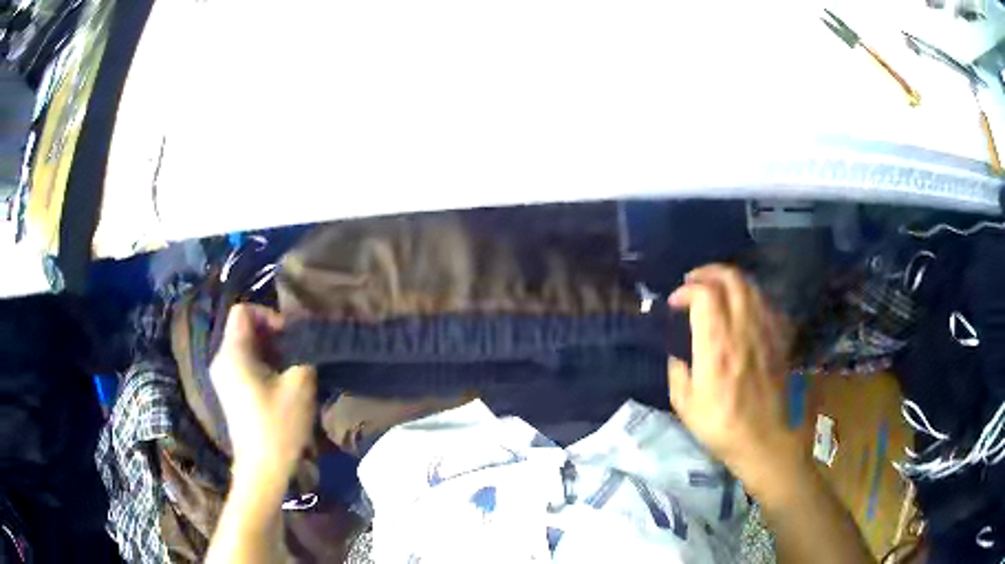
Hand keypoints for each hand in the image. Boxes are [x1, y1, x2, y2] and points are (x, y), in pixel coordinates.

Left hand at [210, 304, 316, 488]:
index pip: (243, 310)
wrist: (261, 470)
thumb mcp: (299, 386)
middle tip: (295, 354)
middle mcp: (221, 360)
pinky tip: (279, 386)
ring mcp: (222, 378)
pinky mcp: (228, 392)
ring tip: (290, 370)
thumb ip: (304, 353)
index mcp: (232, 353)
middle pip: (243, 328)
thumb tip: (306, 339)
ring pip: (244, 347)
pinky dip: (261, 366)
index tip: (289, 337)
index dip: (268, 315)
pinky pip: (243, 364)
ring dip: (269, 352)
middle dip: (271, 335)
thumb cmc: (278, 426)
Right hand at [667, 264, 806, 496]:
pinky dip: (751, 296)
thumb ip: (677, 374)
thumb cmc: (722, 426)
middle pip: (731, 279)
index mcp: (716, 345)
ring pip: (750, 286)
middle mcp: (743, 329)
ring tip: (716, 289)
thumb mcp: (686, 407)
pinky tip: (743, 307)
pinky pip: (766, 303)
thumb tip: (677, 357)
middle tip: (693, 281)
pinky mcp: (779, 338)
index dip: (686, 290)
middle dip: (708, 272)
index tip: (675, 302)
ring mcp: (765, 331)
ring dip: (730, 280)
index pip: (704, 294)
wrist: (764, 440)